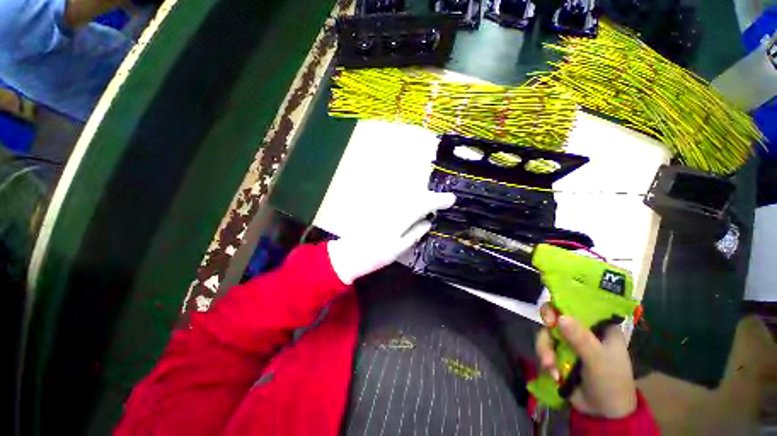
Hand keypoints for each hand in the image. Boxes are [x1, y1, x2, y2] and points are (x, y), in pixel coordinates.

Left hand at [327, 191, 455, 284]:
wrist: (348, 254)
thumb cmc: (374, 255)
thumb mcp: (398, 249)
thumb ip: (414, 233)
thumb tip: (428, 222)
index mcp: (400, 218)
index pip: (423, 204)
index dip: (438, 200)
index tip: (451, 199)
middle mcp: (393, 207)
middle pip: (416, 196)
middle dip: (431, 197)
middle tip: (443, 201)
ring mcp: (384, 205)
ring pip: (407, 195)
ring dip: (421, 197)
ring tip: (431, 203)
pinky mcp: (378, 207)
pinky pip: (398, 198)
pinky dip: (409, 199)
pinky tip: (412, 205)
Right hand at [536, 303, 637, 417]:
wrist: (602, 413)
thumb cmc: (610, 381)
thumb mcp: (598, 359)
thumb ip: (581, 339)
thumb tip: (560, 317)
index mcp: (599, 326)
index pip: (579, 305)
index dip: (563, 303)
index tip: (553, 312)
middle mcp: (582, 329)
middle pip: (557, 316)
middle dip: (549, 326)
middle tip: (547, 329)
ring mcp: (569, 341)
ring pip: (548, 333)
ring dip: (545, 349)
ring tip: (550, 366)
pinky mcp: (559, 353)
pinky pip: (545, 347)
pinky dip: (545, 359)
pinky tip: (553, 374)